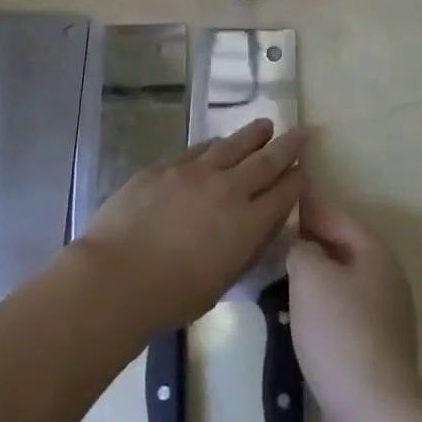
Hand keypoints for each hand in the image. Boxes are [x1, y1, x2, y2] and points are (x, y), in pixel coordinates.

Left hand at [76, 119, 305, 333]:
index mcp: (247, 224)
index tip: (305, 169)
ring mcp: (195, 172)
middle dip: (287, 146)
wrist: (116, 275)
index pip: (282, 195)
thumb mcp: (221, 283)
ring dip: (253, 135)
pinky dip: (214, 145)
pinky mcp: (165, 167)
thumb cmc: (170, 296)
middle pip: (265, 161)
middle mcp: (228, 190)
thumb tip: (256, 229)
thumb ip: (243, 251)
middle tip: (301, 131)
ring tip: (265, 125)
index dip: (297, 180)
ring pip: (232, 145)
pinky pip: (198, 149)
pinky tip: (217, 143)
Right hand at [288, 179, 421, 421]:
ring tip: (271, 272)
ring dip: (309, 275)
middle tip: (265, 236)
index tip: (273, 196)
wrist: (372, 412)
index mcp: (374, 251)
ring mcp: (382, 313)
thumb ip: (299, 247)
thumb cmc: (340, 332)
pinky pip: (339, 310)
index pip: (333, 213)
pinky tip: (292, 313)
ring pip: (337, 279)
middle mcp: (384, 276)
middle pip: (338, 245)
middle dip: (304, 240)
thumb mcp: (310, 275)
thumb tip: (298, 245)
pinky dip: (317, 305)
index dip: (303, 203)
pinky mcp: (373, 346)